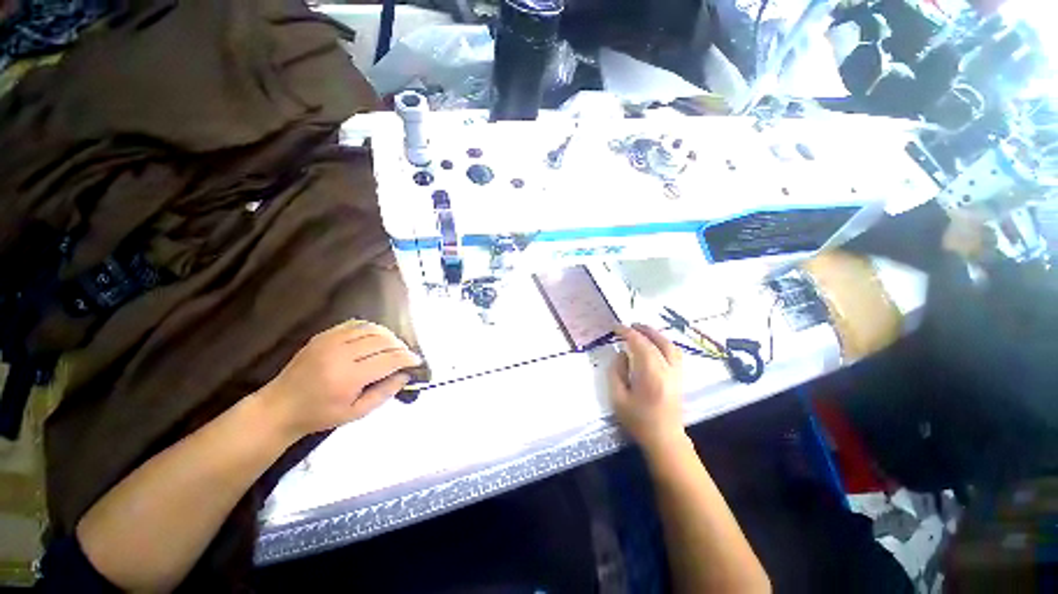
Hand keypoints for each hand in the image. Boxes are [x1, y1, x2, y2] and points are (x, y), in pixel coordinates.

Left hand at [256, 321, 421, 438]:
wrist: (279, 407)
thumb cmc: (320, 415)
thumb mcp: (356, 413)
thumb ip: (385, 392)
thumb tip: (406, 374)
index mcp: (348, 378)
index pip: (389, 359)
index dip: (408, 358)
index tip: (417, 361)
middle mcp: (340, 354)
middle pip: (383, 340)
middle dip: (400, 346)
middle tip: (406, 355)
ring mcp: (329, 341)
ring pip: (371, 329)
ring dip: (388, 336)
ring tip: (393, 346)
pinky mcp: (323, 335)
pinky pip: (356, 324)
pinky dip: (371, 329)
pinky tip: (375, 338)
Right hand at [608, 324, 686, 453]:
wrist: (665, 439)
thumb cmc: (638, 421)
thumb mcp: (618, 398)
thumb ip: (617, 372)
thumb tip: (621, 354)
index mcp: (650, 374)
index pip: (640, 344)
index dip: (627, 332)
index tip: (615, 327)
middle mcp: (667, 370)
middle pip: (657, 341)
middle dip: (642, 330)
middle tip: (629, 324)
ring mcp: (677, 373)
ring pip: (669, 345)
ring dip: (655, 334)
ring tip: (642, 329)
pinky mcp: (680, 377)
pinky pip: (675, 352)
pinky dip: (664, 343)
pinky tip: (655, 343)